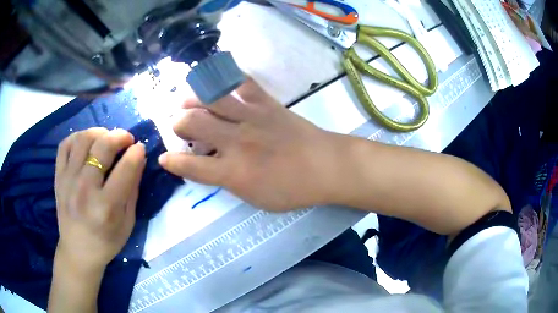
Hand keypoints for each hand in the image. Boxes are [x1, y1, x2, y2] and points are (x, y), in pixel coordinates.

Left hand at [54, 128, 145, 273]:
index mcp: (106, 207)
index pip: (125, 168)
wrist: (78, 251)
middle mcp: (85, 189)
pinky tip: (86, 143)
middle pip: (102, 146)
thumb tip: (139, 158)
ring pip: (83, 139)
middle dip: (120, 136)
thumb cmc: (106, 242)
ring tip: (106, 139)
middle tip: (127, 139)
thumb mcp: (127, 222)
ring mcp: (68, 181)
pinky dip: (77, 137)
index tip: (140, 148)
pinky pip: (65, 145)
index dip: (136, 153)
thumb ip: (133, 189)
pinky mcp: (58, 177)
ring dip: (99, 132)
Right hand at [159, 77, 340, 210]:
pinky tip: (220, 81)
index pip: (191, 166)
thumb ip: (228, 181)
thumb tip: (209, 165)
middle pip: (193, 122)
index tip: (164, 157)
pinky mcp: (267, 103)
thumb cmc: (292, 189)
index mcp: (233, 172)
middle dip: (177, 122)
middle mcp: (236, 141)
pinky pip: (243, 82)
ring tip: (190, 101)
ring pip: (211, 98)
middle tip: (180, 126)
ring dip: (194, 98)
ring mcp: (251, 117)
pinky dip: (228, 78)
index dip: (172, 161)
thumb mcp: (255, 198)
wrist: (325, 166)